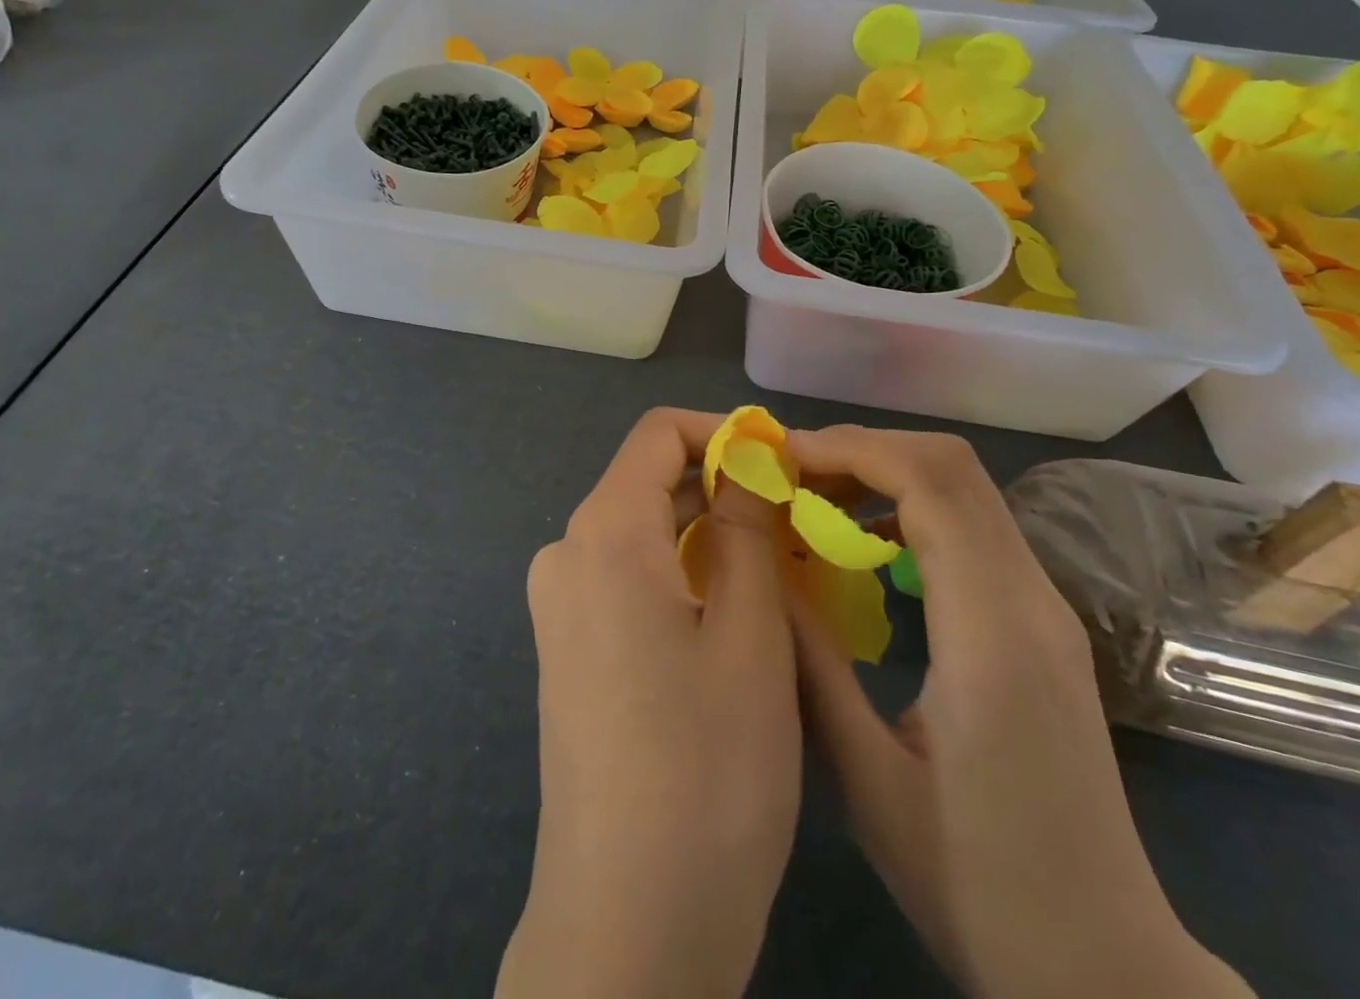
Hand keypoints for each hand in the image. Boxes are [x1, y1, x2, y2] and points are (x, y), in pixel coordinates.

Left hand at [497, 409, 800, 998]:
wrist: (625, 926)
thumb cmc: (705, 771)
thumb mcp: (749, 635)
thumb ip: (745, 529)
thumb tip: (747, 460)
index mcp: (602, 535)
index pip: (656, 435)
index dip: (721, 433)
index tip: (781, 461)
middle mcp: (567, 555)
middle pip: (648, 483)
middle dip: (723, 489)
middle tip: (798, 521)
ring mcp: (561, 607)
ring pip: (642, 535)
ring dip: (709, 536)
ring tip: (781, 568)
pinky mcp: (570, 651)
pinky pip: (629, 580)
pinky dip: (682, 576)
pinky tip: (735, 616)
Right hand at [785, 426, 1252, 998]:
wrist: (1105, 967)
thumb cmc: (979, 887)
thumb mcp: (868, 779)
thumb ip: (812, 661)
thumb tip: (764, 568)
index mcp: (992, 633)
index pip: (930, 484)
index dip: (851, 450)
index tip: (781, 459)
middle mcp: (1032, 600)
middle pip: (951, 466)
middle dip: (863, 448)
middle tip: (789, 472)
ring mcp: (1045, 607)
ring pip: (965, 488)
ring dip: (885, 472)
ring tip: (814, 497)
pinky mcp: (1041, 622)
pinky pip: (972, 525)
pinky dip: (910, 504)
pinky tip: (864, 541)